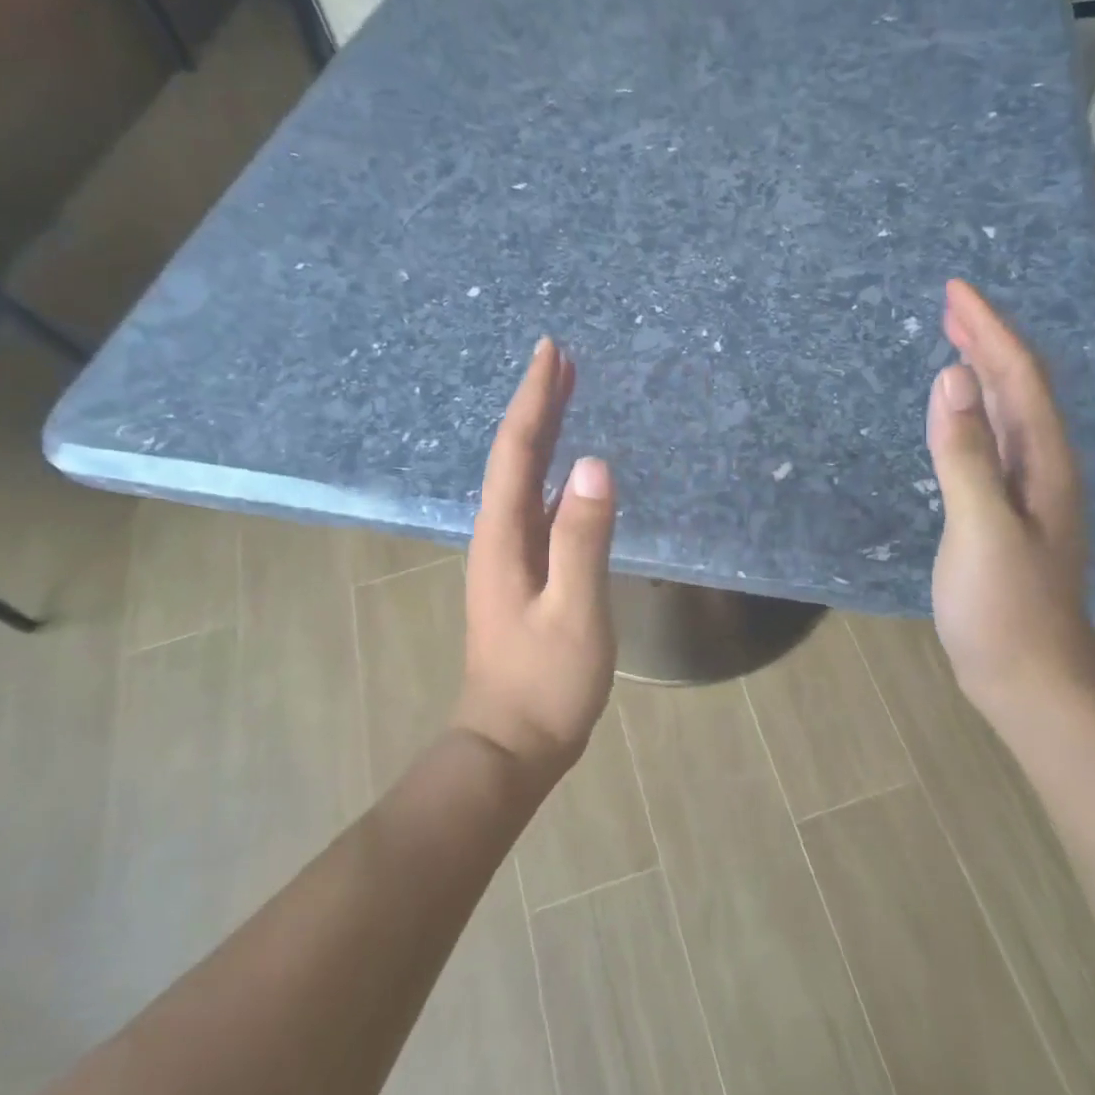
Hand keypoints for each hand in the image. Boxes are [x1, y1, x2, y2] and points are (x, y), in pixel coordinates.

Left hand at [457, 338, 617, 781]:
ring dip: (543, 433)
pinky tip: (571, 473)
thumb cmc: (545, 681)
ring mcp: (508, 556)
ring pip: (524, 479)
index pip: (518, 451)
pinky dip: (552, 473)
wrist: (512, 743)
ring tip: (566, 396)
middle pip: (515, 456)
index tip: (551, 351)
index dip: (536, 399)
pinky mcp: (523, 575)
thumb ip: (584, 538)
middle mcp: (498, 535)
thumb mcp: (575, 610)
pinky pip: (537, 506)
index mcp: (504, 535)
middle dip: (537, 404)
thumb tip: (596, 465)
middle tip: (559, 359)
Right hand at [926, 280, 1094, 723]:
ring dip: (983, 372)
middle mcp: (1043, 467)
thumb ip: (966, 453)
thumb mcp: (981, 527)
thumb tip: (952, 378)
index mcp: (1044, 461)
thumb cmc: (1006, 608)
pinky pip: (992, 443)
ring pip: (1008, 414)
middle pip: (1020, 387)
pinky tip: (959, 415)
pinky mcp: (1005, 515)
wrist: (1031, 680)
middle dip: (988, 339)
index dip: (989, 330)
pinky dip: (973, 414)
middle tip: (951, 303)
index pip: (1018, 377)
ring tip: (955, 342)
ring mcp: (1026, 493)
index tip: (955, 290)